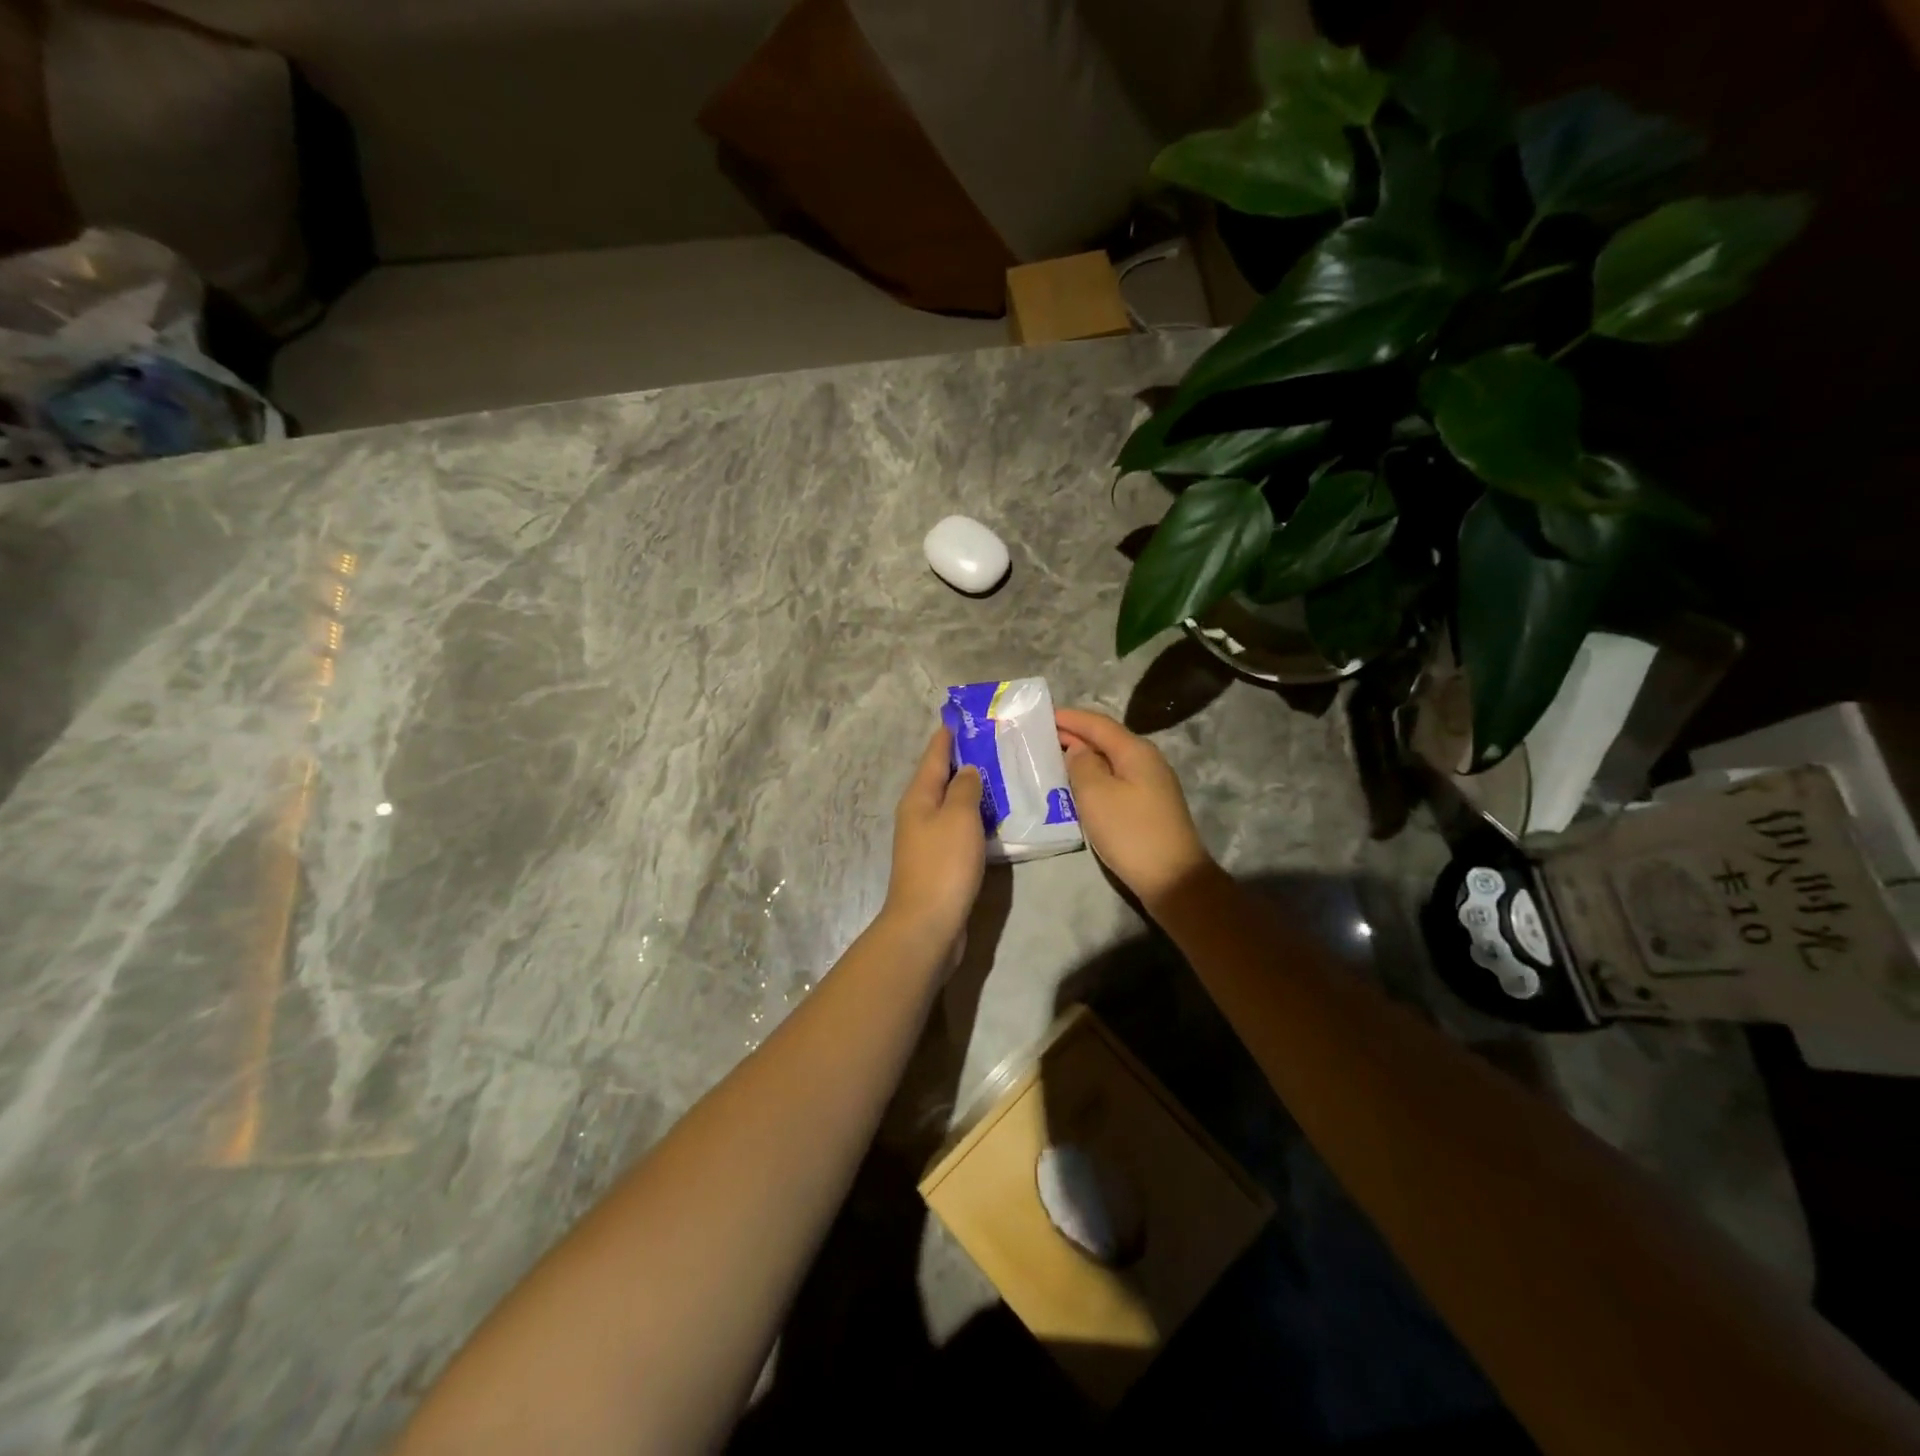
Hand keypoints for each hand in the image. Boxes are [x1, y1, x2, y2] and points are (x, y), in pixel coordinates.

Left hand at [882, 727, 985, 946]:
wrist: (927, 924)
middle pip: (940, 779)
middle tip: (992, 742)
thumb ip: (965, 788)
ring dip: (971, 789)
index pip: (934, 756)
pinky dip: (974, 817)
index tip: (962, 716)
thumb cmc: (943, 865)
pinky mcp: (939, 862)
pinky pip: (958, 828)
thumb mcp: (958, 817)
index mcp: (918, 797)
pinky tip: (994, 817)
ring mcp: (927, 840)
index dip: (948, 735)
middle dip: (963, 760)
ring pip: (950, 804)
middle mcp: (918, 814)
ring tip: (1000, 774)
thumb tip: (967, 769)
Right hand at [1055, 707, 1214, 909]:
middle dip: (1073, 736)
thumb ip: (1082, 764)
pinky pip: (1114, 780)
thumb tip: (1078, 750)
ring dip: (1081, 758)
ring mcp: (1150, 784)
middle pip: (1105, 740)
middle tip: (1039, 737)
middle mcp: (1146, 761)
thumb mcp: (1096, 794)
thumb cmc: (1130, 831)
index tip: (1041, 715)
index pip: (1097, 723)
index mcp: (1135, 751)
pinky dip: (1092, 777)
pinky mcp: (1147, 806)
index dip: (1069, 718)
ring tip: (1051, 759)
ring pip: (1109, 761)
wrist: (1172, 878)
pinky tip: (1075, 787)